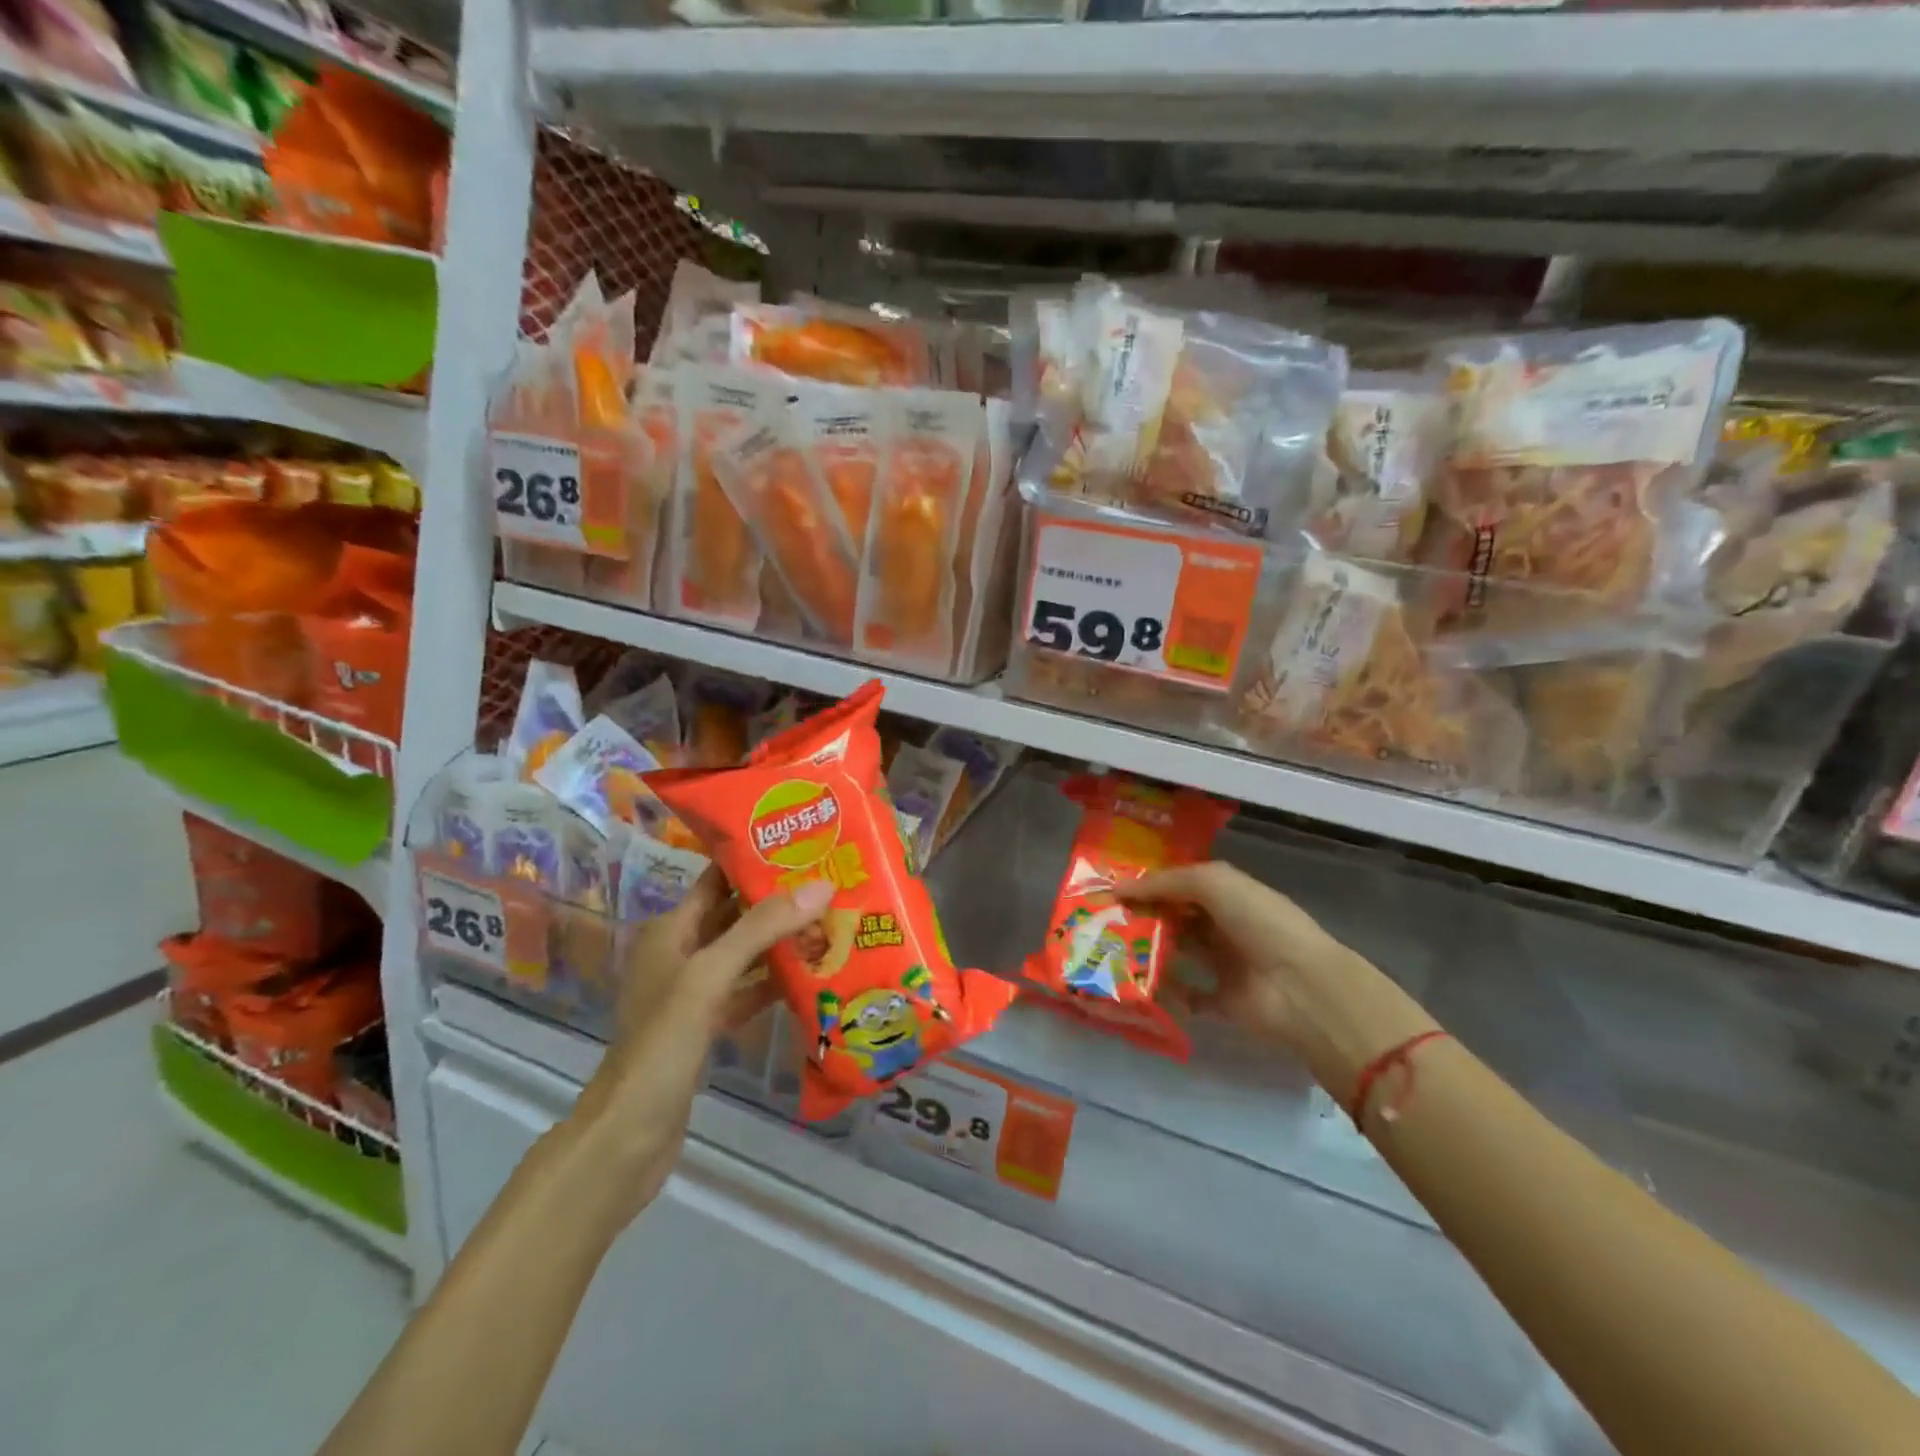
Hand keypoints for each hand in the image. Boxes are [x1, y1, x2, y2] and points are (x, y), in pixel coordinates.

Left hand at [568, 868, 831, 1224]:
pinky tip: (812, 976)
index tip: (804, 847)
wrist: (628, 1137)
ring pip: (744, 955)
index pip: (717, 880)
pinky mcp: (706, 1026)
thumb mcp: (709, 977)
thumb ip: (761, 929)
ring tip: (832, 922)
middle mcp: (680, 954)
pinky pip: (747, 990)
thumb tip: (821, 885)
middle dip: (779, 901)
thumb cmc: (662, 1045)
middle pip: (735, 916)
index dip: (754, 861)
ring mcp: (692, 993)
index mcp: (670, 931)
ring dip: (782, 942)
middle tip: (832, 884)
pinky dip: (774, 982)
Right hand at [1116, 861, 1347, 1049]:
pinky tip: (1140, 984)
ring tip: (1112, 949)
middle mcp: (1226, 925)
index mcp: (1229, 894)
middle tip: (1103, 920)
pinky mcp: (1222, 1000)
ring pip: (1179, 953)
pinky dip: (1168, 993)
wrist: (1300, 986)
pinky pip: (1188, 996)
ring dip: (1150, 951)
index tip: (1111, 889)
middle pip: (1177, 917)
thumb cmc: (1258, 922)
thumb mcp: (1212, 882)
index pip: (1182, 884)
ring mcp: (1225, 963)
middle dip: (1144, 917)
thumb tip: (1119, 888)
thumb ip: (1165, 882)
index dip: (1150, 885)